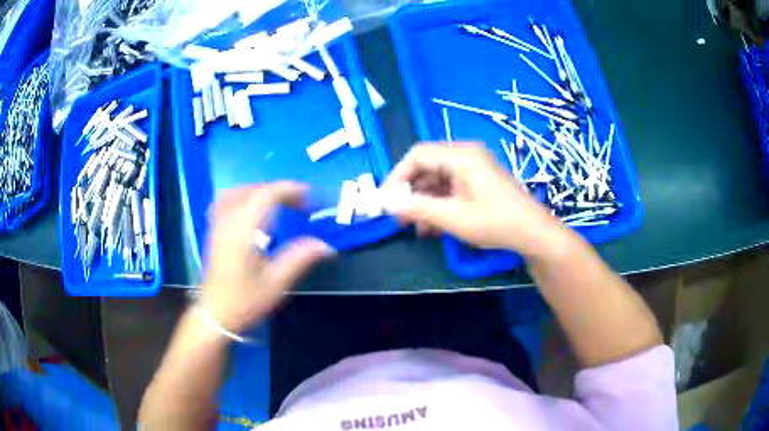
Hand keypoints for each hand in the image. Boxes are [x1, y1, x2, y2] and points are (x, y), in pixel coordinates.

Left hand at [199, 182, 334, 332]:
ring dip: (261, 191)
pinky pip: (226, 200)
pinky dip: (243, 197)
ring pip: (238, 191)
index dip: (291, 190)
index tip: (311, 198)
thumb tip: (326, 245)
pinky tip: (252, 210)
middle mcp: (227, 221)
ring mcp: (217, 224)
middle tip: (300, 205)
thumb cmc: (245, 301)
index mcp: (243, 231)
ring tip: (278, 203)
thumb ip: (300, 258)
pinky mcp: (213, 231)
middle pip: (253, 190)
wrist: (215, 314)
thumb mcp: (276, 283)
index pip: (267, 195)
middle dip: (280, 190)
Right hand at [384, 142, 565, 255]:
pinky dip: (439, 203)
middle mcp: (466, 154)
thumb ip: (418, 208)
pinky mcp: (478, 179)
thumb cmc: (496, 223)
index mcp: (461, 155)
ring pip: (437, 179)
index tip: (386, 200)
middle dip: (410, 192)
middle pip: (426, 166)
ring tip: (416, 228)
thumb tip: (387, 204)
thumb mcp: (453, 218)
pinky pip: (450, 186)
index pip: (417, 155)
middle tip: (399, 217)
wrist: (534, 233)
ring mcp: (473, 167)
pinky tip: (433, 226)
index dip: (397, 176)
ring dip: (424, 201)